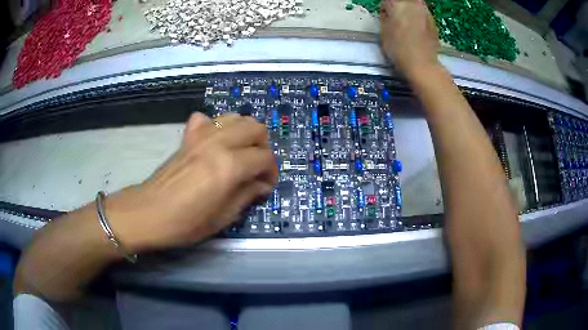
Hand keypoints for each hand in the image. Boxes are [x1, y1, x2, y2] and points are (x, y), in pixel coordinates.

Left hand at [106, 112, 277, 251]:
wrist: (150, 212)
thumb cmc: (186, 222)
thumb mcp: (223, 217)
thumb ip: (247, 195)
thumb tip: (262, 185)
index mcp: (229, 166)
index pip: (264, 157)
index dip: (271, 171)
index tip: (267, 185)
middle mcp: (218, 143)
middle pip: (255, 127)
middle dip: (263, 146)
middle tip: (257, 166)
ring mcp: (201, 136)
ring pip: (234, 117)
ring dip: (244, 131)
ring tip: (241, 151)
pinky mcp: (188, 137)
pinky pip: (206, 119)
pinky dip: (215, 126)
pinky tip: (214, 142)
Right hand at [380, 0, 439, 78]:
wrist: (422, 65)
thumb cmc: (399, 49)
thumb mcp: (383, 32)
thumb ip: (385, 17)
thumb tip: (388, 13)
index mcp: (397, 4)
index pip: (386, 1)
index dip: (385, 9)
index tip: (385, 17)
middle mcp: (412, 4)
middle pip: (403, 0)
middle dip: (399, 6)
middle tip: (396, 17)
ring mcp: (425, 12)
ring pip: (415, 3)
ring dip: (410, 9)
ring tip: (408, 22)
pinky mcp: (433, 21)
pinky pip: (423, 13)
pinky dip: (419, 16)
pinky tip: (417, 28)